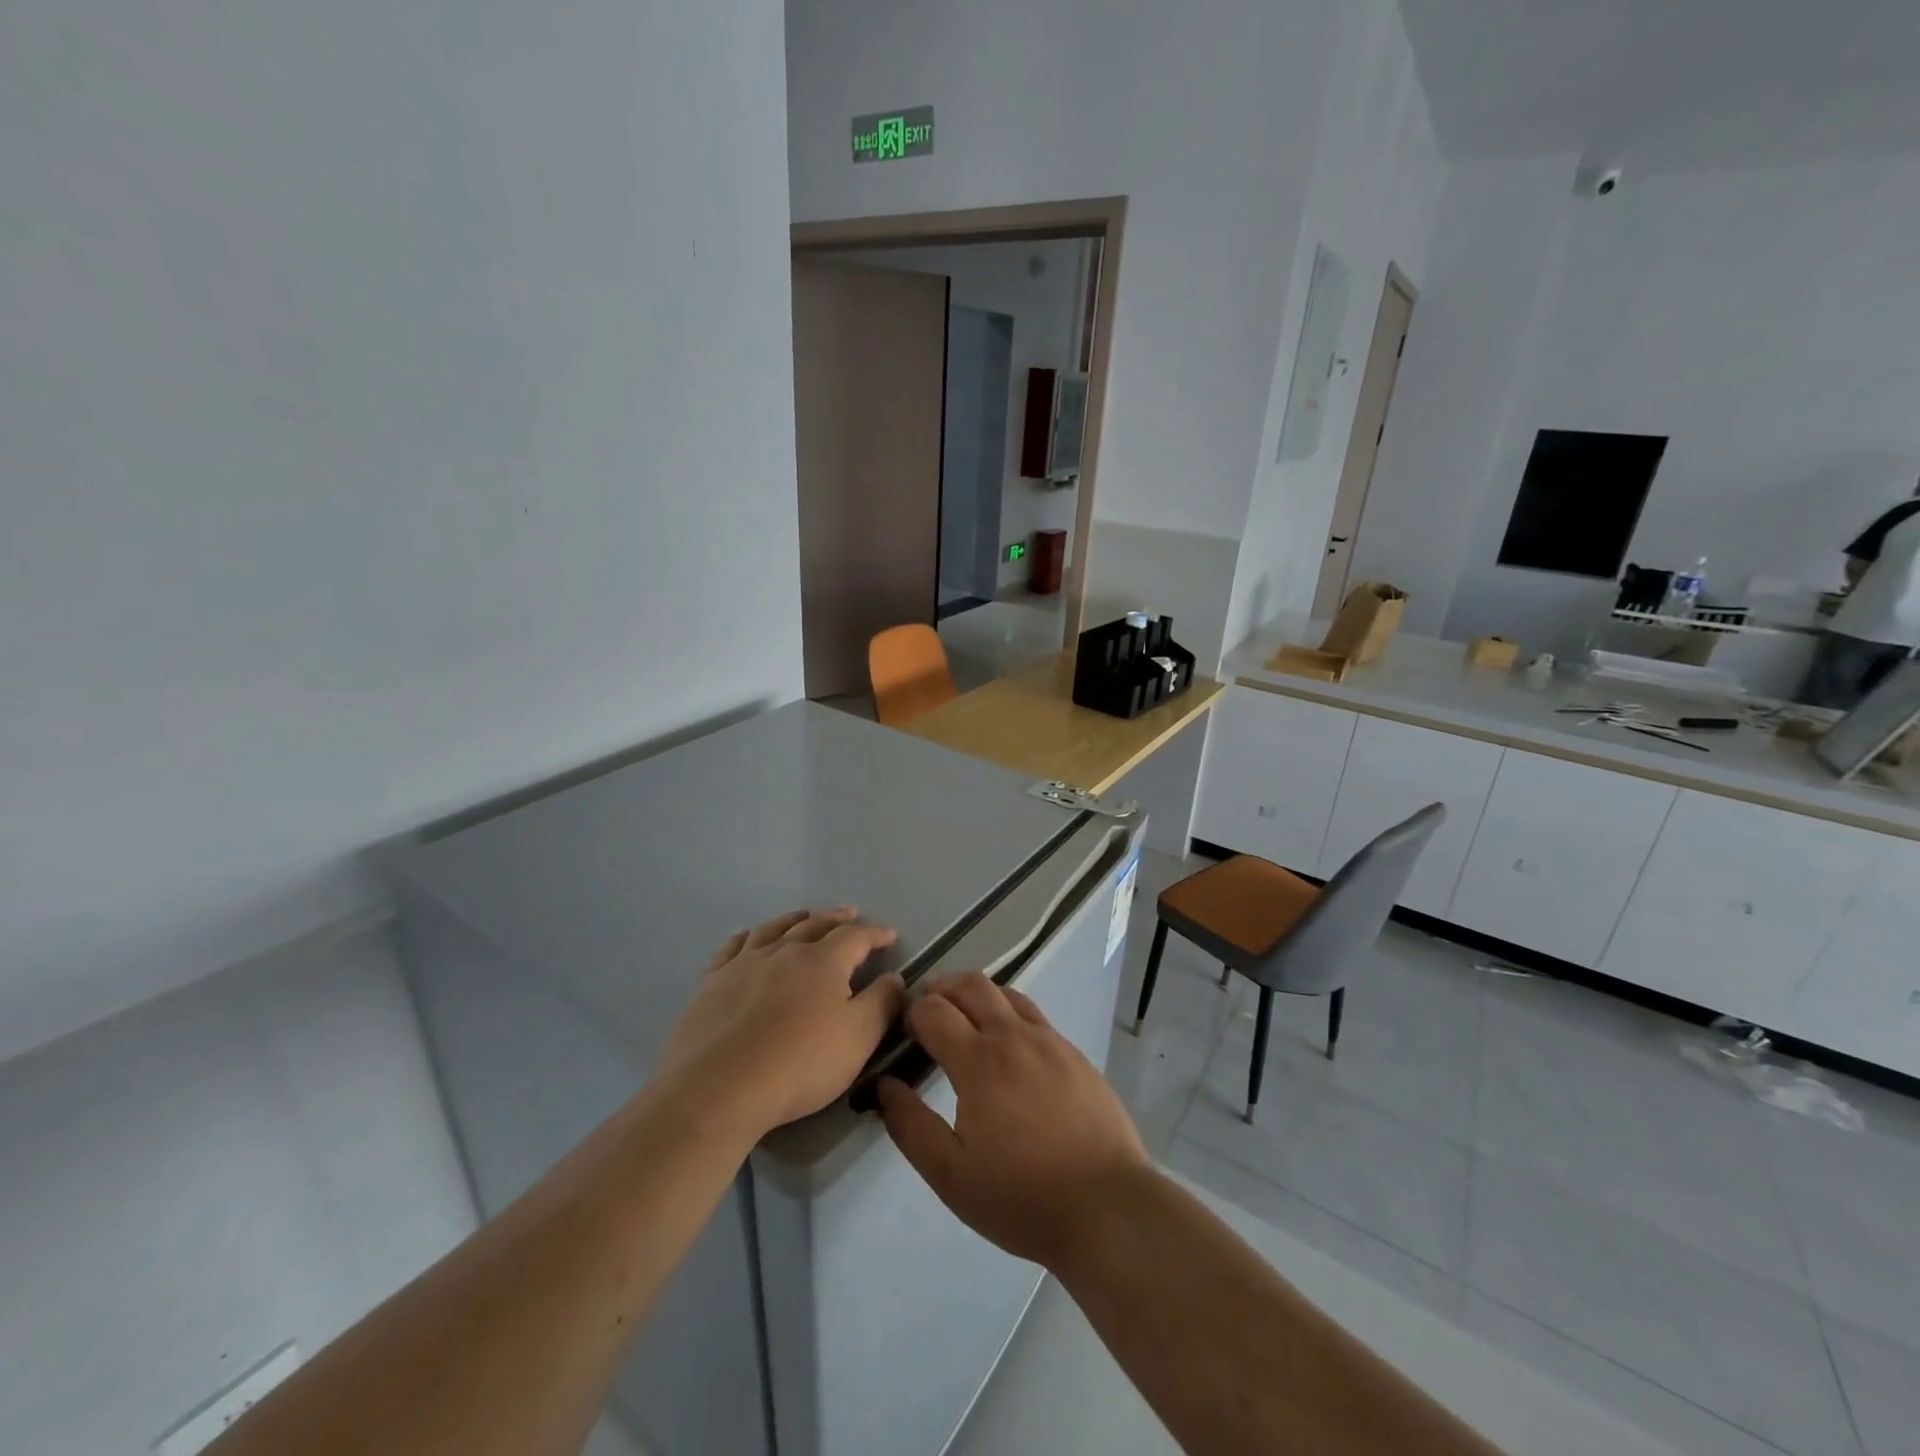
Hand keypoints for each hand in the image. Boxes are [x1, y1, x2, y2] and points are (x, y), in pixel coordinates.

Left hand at [658, 908, 904, 1138]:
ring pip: (773, 930)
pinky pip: (731, 948)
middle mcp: (784, 951)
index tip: (890, 935)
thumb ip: (882, 1003)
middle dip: (837, 918)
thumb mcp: (858, 1038)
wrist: (719, 1087)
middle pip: (815, 925)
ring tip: (804, 916)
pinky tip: (746, 937)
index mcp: (823, 961)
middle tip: (850, 913)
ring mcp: (744, 964)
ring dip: (794, 920)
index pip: (856, 937)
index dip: (875, 934)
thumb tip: (894, 977)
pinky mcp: (711, 983)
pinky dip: (745, 937)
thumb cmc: (799, 1063)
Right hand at [877, 971, 1151, 1269]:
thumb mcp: (951, 1176)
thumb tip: (885, 1085)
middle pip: (970, 985)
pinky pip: (1033, 1013)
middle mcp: (1013, 1036)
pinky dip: (1008, 1012)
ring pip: (1005, 992)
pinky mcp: (1073, 1052)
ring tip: (963, 1019)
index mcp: (979, 1061)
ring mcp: (1049, 1039)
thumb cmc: (1022, 1197)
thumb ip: (910, 1126)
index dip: (910, 1013)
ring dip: (976, 995)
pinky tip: (1007, 1045)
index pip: (933, 1010)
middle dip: (940, 989)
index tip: (902, 1032)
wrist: (1107, 1206)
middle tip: (926, 1012)